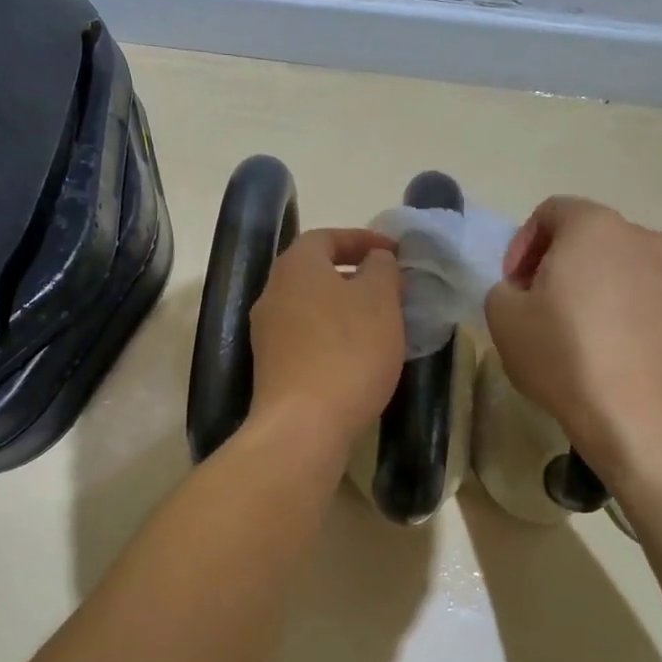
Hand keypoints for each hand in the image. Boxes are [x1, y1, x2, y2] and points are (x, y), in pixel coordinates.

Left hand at [246, 227, 404, 458]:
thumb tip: (375, 260)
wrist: (304, 425)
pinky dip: (332, 337)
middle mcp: (272, 293)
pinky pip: (306, 338)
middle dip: (353, 275)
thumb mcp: (380, 301)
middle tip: (389, 287)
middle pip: (314, 272)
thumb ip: (381, 269)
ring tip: (379, 323)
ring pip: (311, 307)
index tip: (395, 253)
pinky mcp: (270, 367)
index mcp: (296, 267)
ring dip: (343, 308)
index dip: (362, 239)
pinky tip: (357, 356)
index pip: (326, 237)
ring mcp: (267, 333)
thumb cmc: (348, 351)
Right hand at [485, 197, 661, 474]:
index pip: (550, 212)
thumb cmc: (563, 353)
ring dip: (586, 286)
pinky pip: (636, 295)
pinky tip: (599, 348)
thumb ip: (503, 288)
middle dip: (554, 263)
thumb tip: (523, 291)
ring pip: (613, 266)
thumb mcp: (503, 316)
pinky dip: (614, 309)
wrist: (638, 413)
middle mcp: (639, 237)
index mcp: (593, 226)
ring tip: (567, 329)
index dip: (521, 244)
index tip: (512, 284)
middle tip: (534, 303)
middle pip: (585, 237)